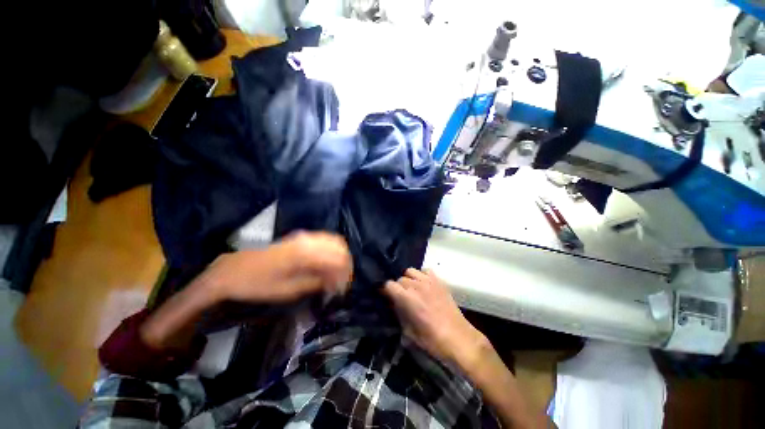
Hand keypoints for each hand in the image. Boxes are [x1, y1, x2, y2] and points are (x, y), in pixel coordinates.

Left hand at [203, 231, 352, 303]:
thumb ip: (316, 282)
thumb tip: (335, 282)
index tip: (341, 290)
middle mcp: (309, 239)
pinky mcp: (300, 236)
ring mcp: (304, 235)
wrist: (233, 270)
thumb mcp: (288, 290)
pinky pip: (325, 240)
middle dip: (345, 265)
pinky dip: (331, 251)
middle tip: (340, 282)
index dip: (344, 275)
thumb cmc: (259, 284)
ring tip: (335, 274)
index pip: (338, 259)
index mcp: (306, 253)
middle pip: (340, 247)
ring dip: (339, 257)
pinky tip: (326, 264)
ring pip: (334, 241)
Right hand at [384, 268, 488, 367]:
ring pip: (411, 271)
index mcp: (407, 298)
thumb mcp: (409, 333)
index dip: (385, 290)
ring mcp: (429, 281)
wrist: (460, 339)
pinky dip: (421, 275)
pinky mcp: (439, 281)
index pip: (389, 285)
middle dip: (397, 287)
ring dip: (408, 279)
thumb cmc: (433, 341)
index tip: (384, 296)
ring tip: (411, 289)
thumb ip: (399, 315)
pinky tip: (423, 284)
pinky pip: (426, 270)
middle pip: (399, 278)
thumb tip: (394, 305)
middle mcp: (416, 286)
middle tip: (399, 297)